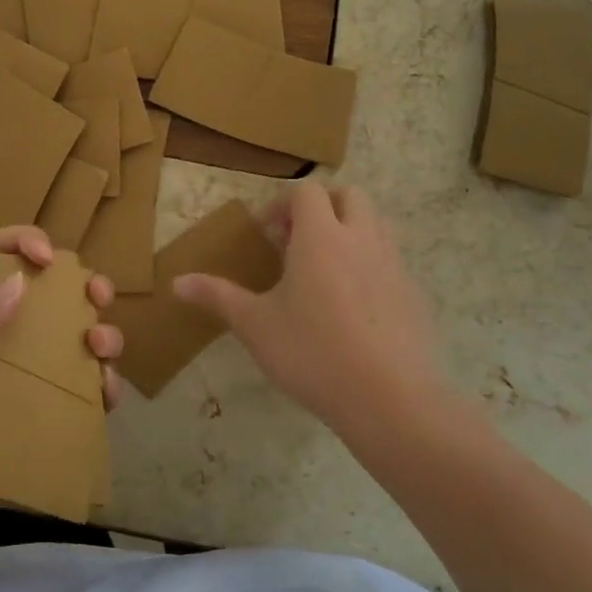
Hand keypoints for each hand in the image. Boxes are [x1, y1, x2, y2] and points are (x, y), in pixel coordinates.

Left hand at [0, 225, 122, 509]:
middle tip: (99, 296)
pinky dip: (104, 387)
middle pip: (61, 296)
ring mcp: (34, 371)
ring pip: (82, 342)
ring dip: (103, 335)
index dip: (29, 243)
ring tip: (99, 345)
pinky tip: (105, 390)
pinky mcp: (45, 410)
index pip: (7, 255)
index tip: (47, 257)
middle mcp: (15, 331)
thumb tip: (22, 283)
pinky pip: (85, 394)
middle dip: (89, 287)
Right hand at [173, 182, 449, 442]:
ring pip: (377, 223)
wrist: (391, 399)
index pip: (308, 192)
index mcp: (321, 237)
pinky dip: (371, 263)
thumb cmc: (312, 352)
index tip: (267, 235)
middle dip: (323, 206)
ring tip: (324, 269)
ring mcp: (394, 265)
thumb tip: (177, 282)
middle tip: (297, 242)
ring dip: (350, 229)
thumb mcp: (255, 325)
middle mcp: (362, 239)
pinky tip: (353, 306)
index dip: (283, 204)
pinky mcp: (414, 294)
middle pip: (350, 195)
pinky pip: (392, 260)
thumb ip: (217, 296)